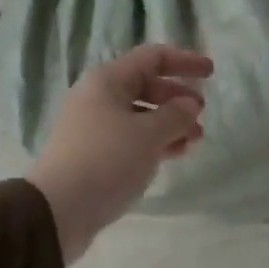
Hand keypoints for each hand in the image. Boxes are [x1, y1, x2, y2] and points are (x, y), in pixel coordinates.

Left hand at [28, 45, 211, 261]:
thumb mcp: (149, 134)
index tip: (211, 73)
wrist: (58, 210)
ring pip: (139, 114)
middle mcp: (97, 97)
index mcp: (107, 80)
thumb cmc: (106, 160)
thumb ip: (176, 115)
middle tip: (201, 113)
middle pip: (145, 85)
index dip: (184, 61)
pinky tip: (172, 154)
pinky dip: (154, 141)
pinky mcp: (93, 154)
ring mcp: (93, 126)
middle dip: (177, 96)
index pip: (152, 57)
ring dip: (169, 122)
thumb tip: (189, 104)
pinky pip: (130, 137)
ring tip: (194, 140)